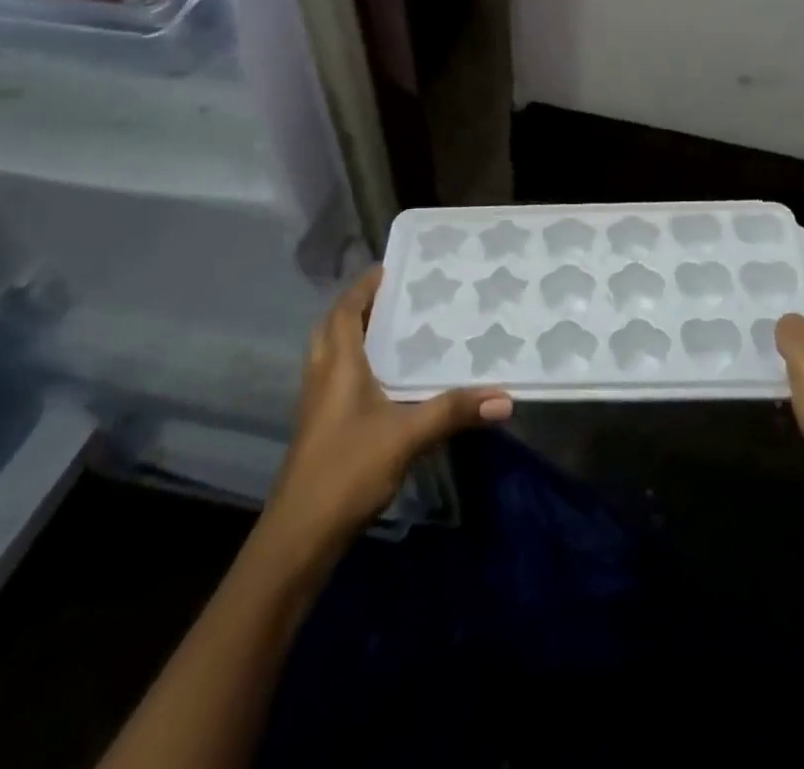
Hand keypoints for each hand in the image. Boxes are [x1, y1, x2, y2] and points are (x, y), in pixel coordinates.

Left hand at [263, 267, 512, 550]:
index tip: (389, 268)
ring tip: (389, 329)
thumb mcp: (406, 436)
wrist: (298, 536)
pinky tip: (381, 381)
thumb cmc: (348, 470)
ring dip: (351, 334)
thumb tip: (505, 397)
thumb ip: (453, 412)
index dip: (363, 287)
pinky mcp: (318, 428)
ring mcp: (316, 404)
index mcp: (338, 364)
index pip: (345, 310)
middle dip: (357, 307)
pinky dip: (352, 363)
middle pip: (332, 327)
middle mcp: (322, 376)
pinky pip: (333, 377)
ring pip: (329, 353)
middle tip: (392, 297)